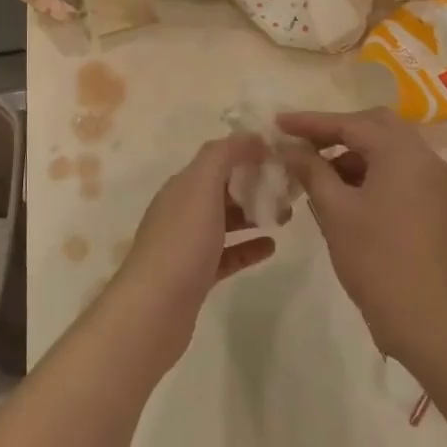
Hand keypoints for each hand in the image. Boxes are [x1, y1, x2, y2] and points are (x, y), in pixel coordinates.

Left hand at [103, 135, 276, 361]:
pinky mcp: (197, 276)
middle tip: (290, 188)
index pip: (217, 158)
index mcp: (181, 186)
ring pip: (226, 221)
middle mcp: (182, 211)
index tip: (281, 155)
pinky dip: (249, 247)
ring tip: (286, 215)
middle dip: (255, 184)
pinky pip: (228, 254)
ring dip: (254, 214)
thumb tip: (250, 138)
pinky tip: (271, 246)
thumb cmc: (182, 242)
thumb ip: (223, 156)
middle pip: (222, 189)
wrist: (155, 308)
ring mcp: (188, 245)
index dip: (247, 152)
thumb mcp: (201, 186)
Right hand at [277, 109, 446, 358]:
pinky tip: (343, 193)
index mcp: (402, 153)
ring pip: (389, 149)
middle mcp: (425, 158)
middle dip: (337, 131)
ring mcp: (435, 181)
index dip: (311, 122)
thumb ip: (311, 170)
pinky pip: (399, 171)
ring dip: (353, 153)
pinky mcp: (435, 203)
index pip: (351, 123)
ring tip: (316, 173)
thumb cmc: (376, 259)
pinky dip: (371, 172)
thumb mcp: (335, 211)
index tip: (278, 123)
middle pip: (376, 126)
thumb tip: (288, 146)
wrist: (427, 318)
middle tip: (302, 144)